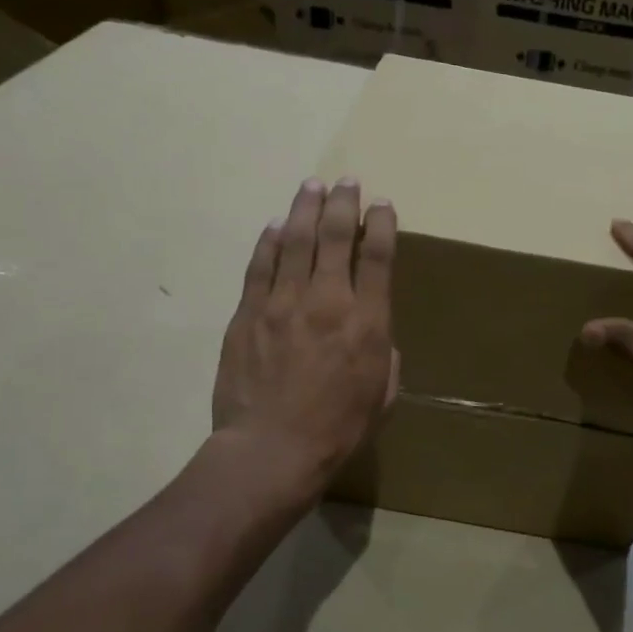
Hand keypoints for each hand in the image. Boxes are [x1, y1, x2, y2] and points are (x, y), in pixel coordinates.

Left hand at [212, 177, 398, 497]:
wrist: (270, 450)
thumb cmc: (337, 430)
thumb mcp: (382, 396)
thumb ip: (384, 355)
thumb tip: (374, 332)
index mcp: (367, 322)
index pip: (379, 257)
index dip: (382, 225)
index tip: (383, 205)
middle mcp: (327, 301)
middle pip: (336, 236)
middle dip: (344, 203)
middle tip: (347, 181)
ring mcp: (283, 303)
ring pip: (296, 241)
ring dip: (306, 209)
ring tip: (312, 185)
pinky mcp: (248, 313)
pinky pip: (260, 266)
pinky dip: (270, 241)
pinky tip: (277, 225)